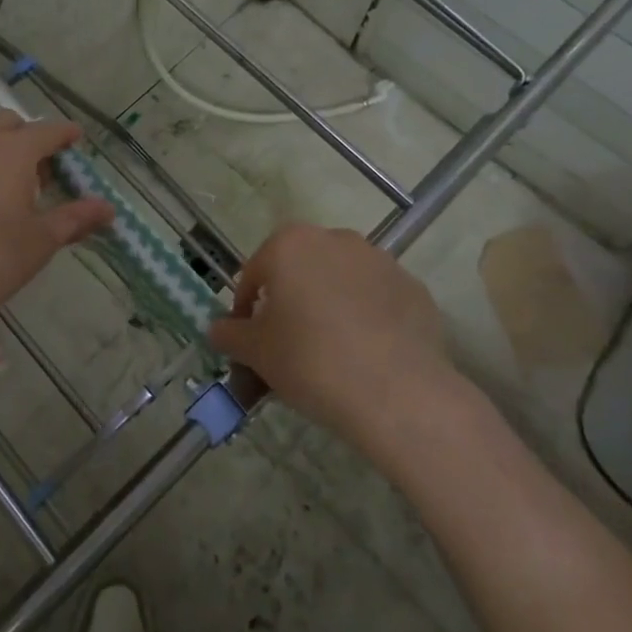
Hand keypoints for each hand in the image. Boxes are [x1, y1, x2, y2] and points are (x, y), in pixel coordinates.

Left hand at [0, 113, 112, 345]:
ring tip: (3, 185)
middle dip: (28, 137)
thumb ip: (75, 219)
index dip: (65, 134)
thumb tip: (108, 209)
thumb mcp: (40, 241)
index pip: (48, 130)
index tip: (76, 140)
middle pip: (9, 123)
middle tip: (40, 171)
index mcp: (12, 151)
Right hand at [209, 223, 468, 444]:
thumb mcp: (256, 352)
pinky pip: (376, 300)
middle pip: (299, 271)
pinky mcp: (413, 287)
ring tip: (330, 353)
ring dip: (328, 306)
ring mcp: (379, 260)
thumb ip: (230, 335)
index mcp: (290, 244)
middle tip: (287, 347)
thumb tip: (218, 330)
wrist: (396, 392)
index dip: (245, 310)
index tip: (247, 343)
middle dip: (289, 303)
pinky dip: (366, 319)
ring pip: (340, 282)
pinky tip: (366, 356)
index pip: (254, 274)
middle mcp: (335, 239)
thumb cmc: (310, 361)